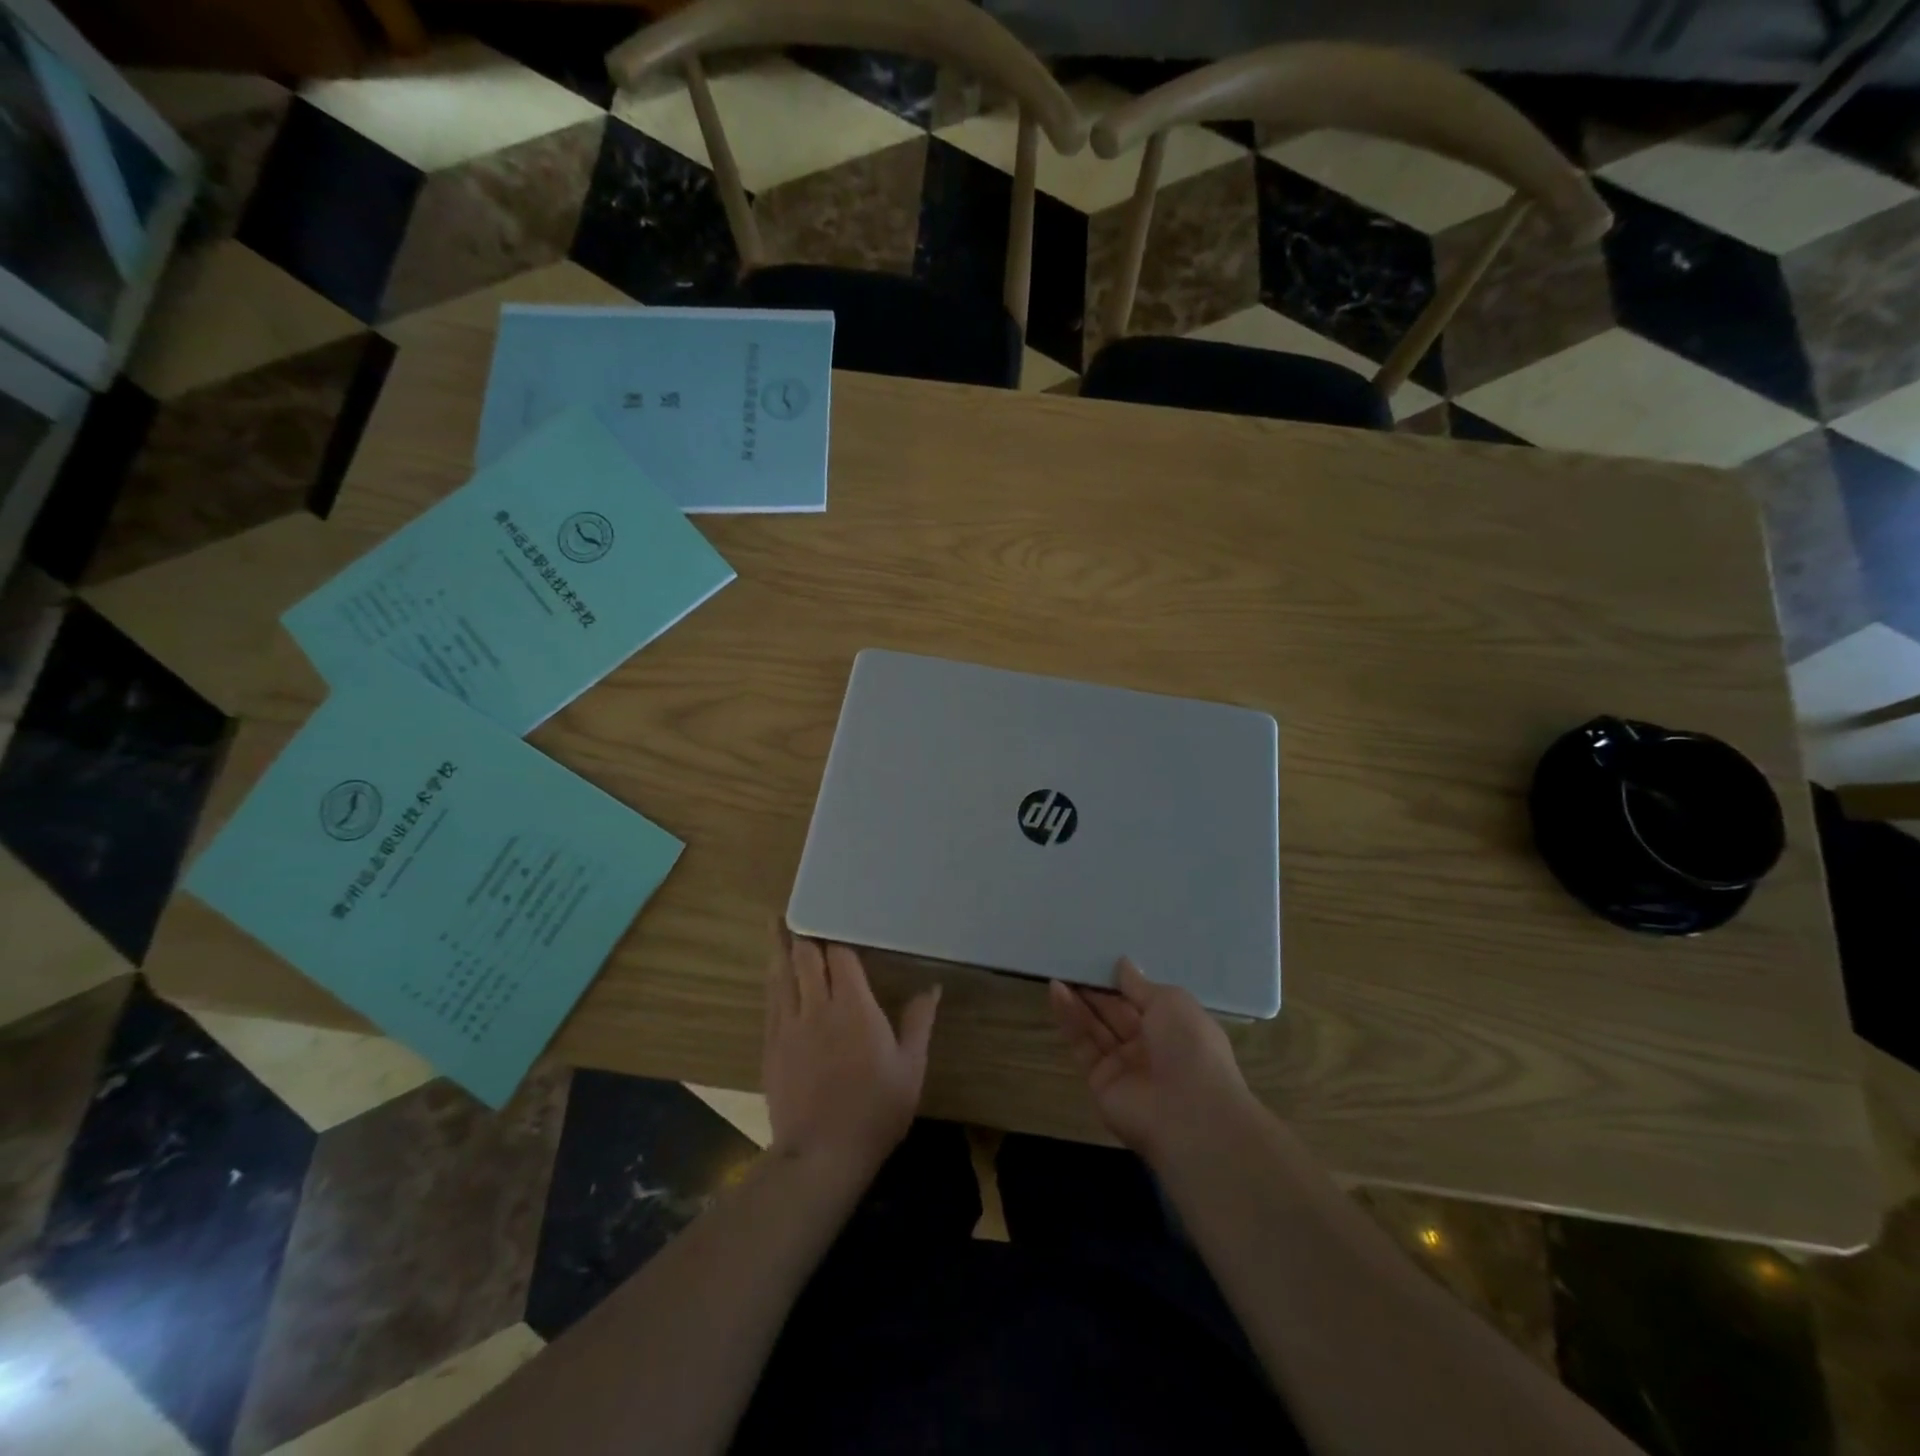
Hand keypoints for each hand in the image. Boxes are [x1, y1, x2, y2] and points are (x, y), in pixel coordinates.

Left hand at [763, 928, 940, 1185]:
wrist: (820, 1156)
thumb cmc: (875, 1111)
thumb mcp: (911, 1068)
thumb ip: (919, 1022)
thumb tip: (932, 986)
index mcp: (853, 1007)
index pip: (839, 955)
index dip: (837, 933)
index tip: (837, 914)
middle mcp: (817, 1007)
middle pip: (804, 956)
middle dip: (803, 931)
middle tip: (800, 908)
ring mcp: (788, 1026)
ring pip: (780, 974)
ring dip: (779, 947)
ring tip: (776, 923)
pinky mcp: (771, 1047)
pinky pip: (770, 1002)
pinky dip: (773, 981)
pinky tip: (773, 974)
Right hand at [1050, 958, 1258, 1168]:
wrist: (1189, 1115)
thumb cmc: (1190, 1047)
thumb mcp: (1171, 1002)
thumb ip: (1139, 985)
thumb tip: (1122, 964)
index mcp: (1173, 1026)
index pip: (1141, 999)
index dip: (1120, 981)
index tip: (1098, 959)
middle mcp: (1148, 1046)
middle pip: (1115, 1012)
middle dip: (1095, 989)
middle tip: (1071, 963)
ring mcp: (1123, 1066)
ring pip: (1096, 1028)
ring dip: (1077, 1001)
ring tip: (1057, 973)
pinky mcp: (1100, 1082)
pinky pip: (1083, 1046)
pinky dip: (1069, 1020)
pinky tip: (1056, 993)